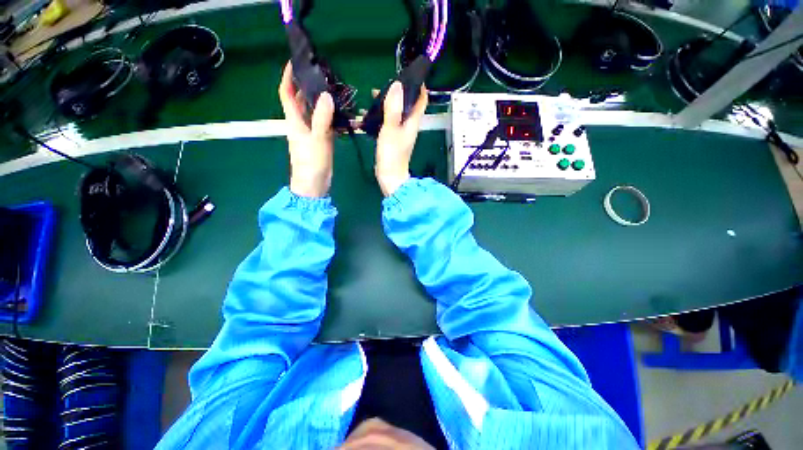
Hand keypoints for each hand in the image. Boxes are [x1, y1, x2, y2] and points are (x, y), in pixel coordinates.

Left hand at [279, 61, 334, 197]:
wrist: (314, 184)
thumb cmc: (311, 163)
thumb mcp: (317, 139)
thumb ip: (321, 118)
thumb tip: (326, 95)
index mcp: (294, 121)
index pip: (286, 94)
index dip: (287, 77)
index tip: (295, 62)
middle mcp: (301, 123)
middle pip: (301, 100)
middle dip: (308, 86)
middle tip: (323, 75)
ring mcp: (312, 132)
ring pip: (315, 112)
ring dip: (323, 101)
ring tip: (336, 91)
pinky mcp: (321, 140)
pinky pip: (326, 124)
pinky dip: (333, 118)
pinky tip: (344, 114)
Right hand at [375, 82, 427, 196]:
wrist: (390, 176)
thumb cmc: (392, 154)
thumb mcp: (391, 129)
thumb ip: (393, 108)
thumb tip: (397, 85)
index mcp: (412, 121)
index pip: (422, 100)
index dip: (419, 86)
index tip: (409, 74)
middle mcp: (409, 125)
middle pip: (407, 104)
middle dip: (397, 93)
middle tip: (383, 85)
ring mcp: (400, 133)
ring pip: (396, 113)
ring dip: (386, 104)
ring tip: (371, 97)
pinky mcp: (392, 139)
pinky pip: (387, 123)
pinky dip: (380, 116)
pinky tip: (367, 116)